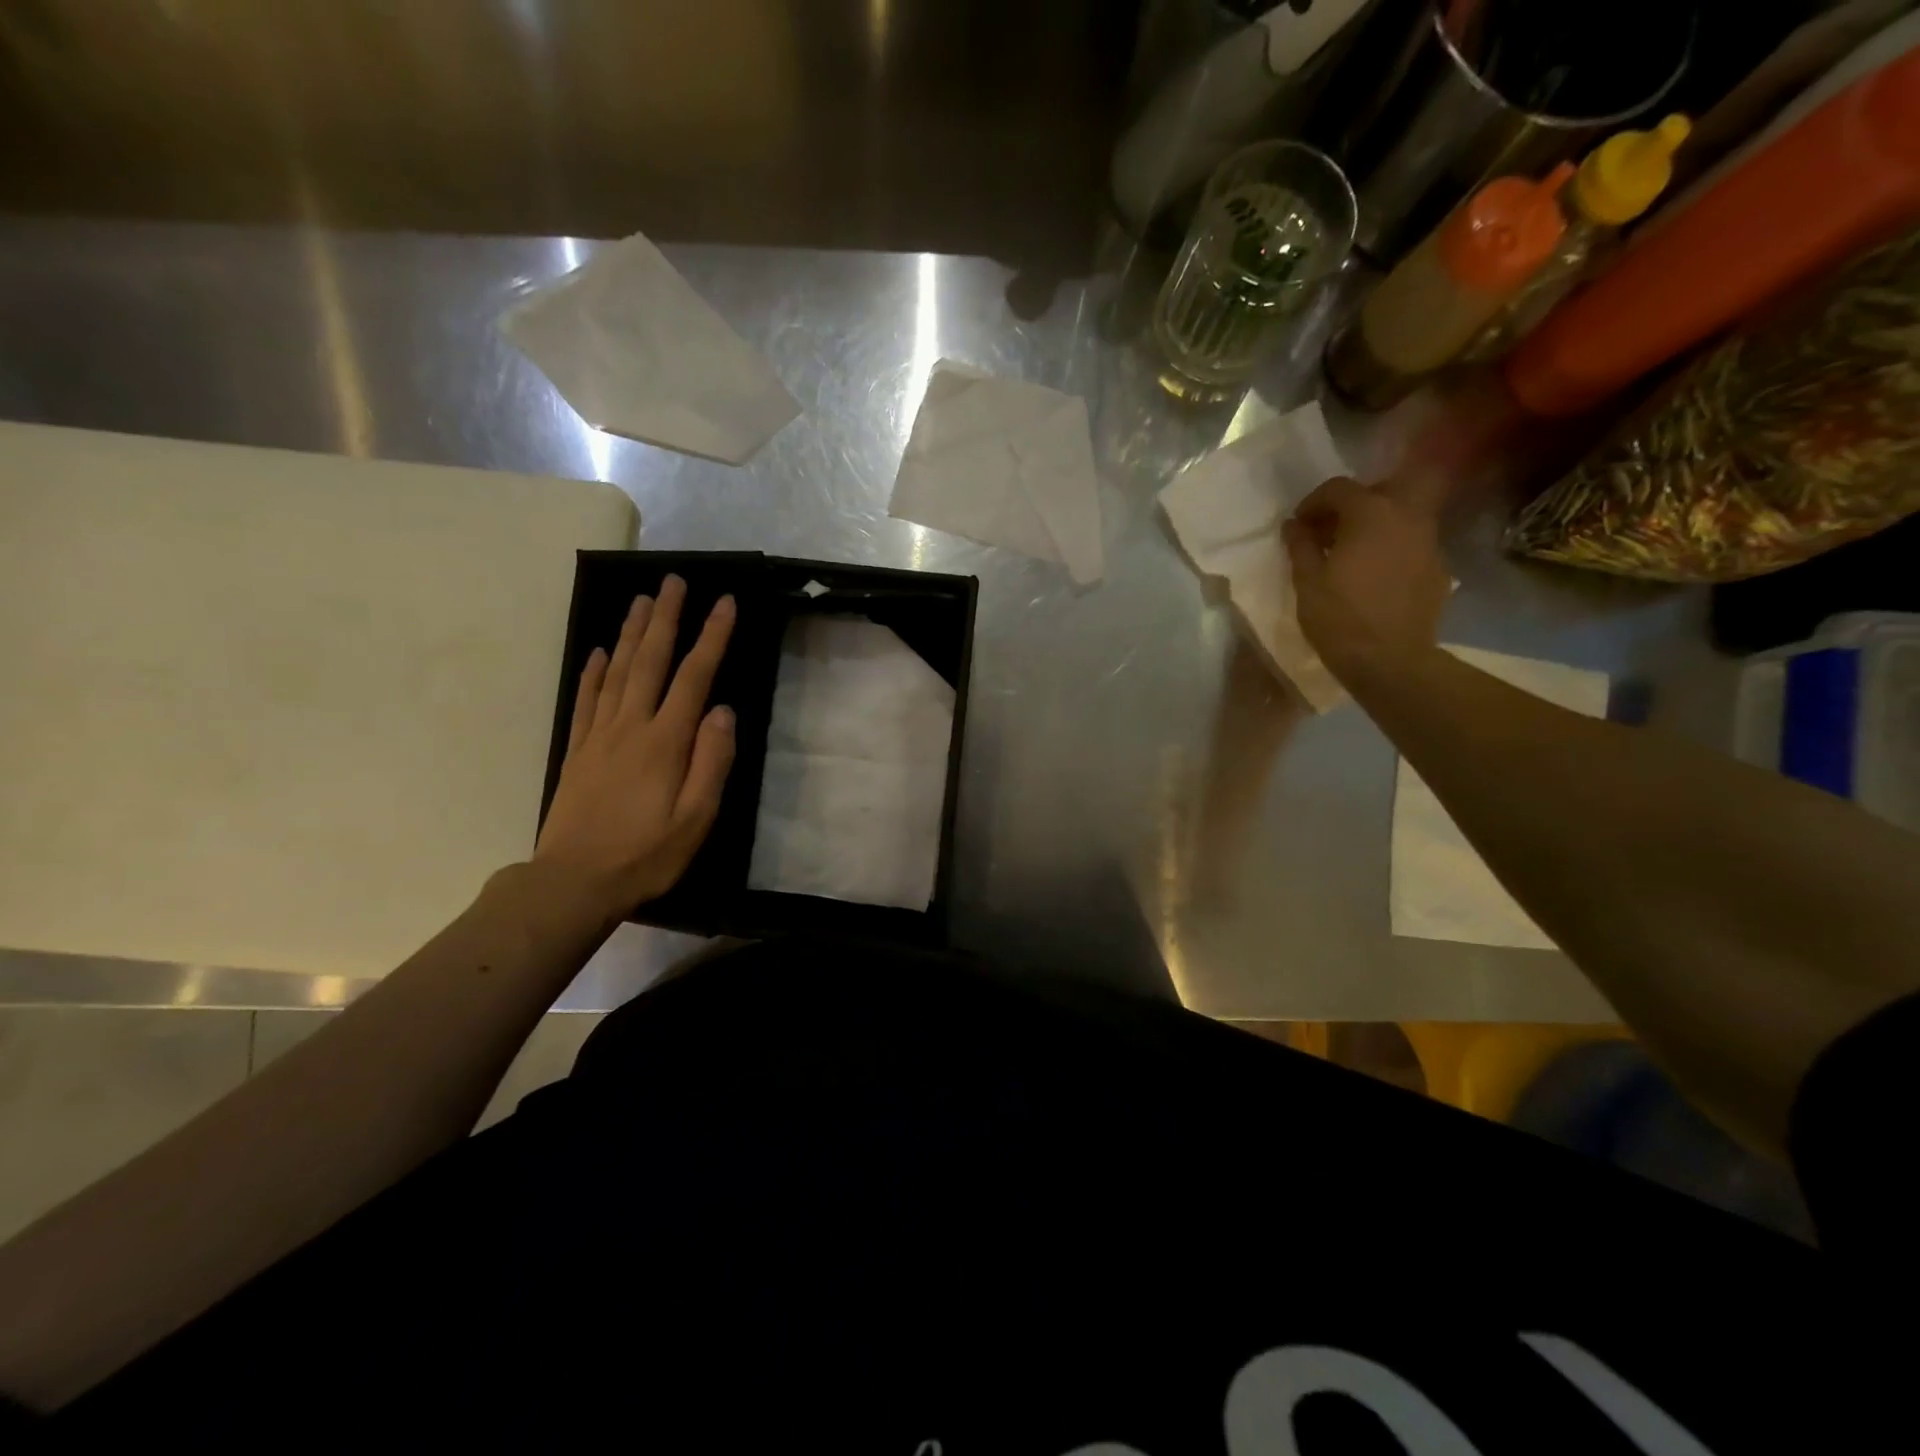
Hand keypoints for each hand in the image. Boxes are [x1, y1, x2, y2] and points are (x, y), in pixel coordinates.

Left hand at [533, 575, 736, 917]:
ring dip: (632, 633)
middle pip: (651, 661)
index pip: (694, 677)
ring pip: (618, 672)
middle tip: (673, 580)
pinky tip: (602, 652)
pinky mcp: (577, 751)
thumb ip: (712, 761)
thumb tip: (723, 711)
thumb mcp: (696, 818)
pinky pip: (587, 700)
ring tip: (643, 600)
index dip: (711, 637)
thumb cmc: (646, 854)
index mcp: (665, 742)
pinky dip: (594, 671)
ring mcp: (599, 736)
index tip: (724, 602)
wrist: (573, 882)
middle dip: (666, 618)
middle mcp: (631, 727)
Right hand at [1282, 475, 1449, 683]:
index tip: (1299, 525)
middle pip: (1382, 489)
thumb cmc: (1339, 618)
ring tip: (1353, 554)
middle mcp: (1407, 516)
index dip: (1314, 502)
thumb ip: (1300, 545)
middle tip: (1332, 530)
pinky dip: (1392, 549)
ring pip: (1402, 516)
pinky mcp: (1438, 568)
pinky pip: (1412, 545)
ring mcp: (1429, 542)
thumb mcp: (1307, 581)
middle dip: (1355, 502)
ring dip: (1376, 525)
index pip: (1339, 488)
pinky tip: (1375, 577)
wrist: (1390, 660)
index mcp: (1371, 513)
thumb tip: (1294, 525)